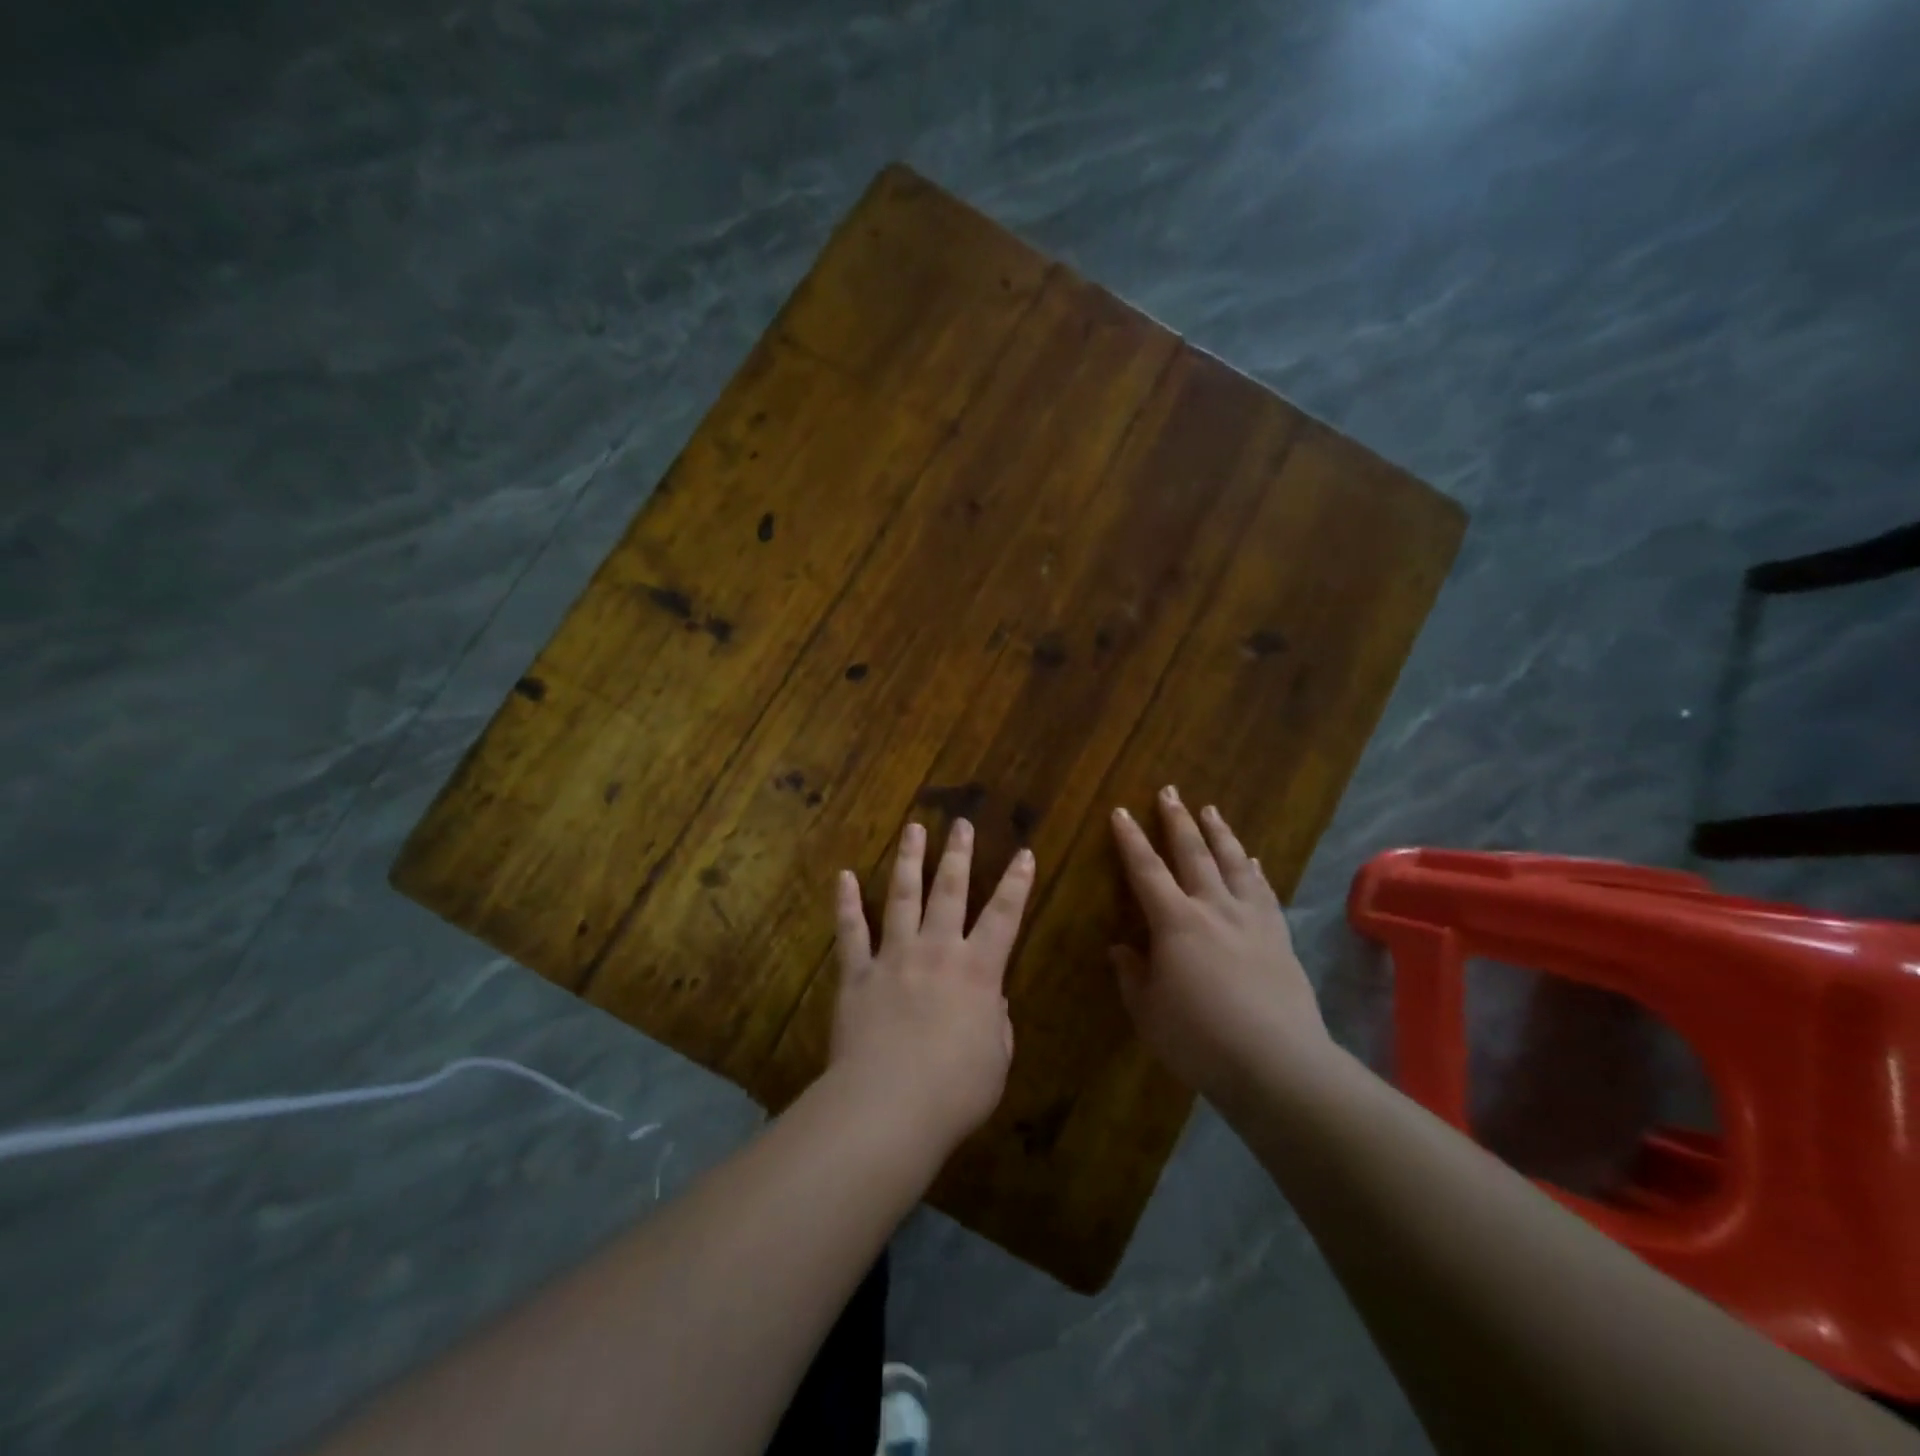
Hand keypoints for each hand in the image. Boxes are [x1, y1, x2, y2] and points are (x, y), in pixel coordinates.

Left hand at [829, 819, 1035, 1154]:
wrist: (888, 1106)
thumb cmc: (955, 1091)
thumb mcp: (996, 1062)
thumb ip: (997, 1025)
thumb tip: (992, 1002)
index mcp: (978, 972)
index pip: (1005, 916)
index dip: (1017, 884)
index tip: (1023, 852)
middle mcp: (937, 951)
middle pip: (950, 891)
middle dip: (958, 854)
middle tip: (960, 823)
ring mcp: (894, 958)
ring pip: (902, 897)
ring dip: (908, 860)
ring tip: (912, 828)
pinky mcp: (857, 974)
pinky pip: (850, 932)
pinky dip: (846, 904)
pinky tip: (843, 876)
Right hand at [1109, 787, 1329, 1103]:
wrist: (1277, 1064)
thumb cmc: (1200, 1040)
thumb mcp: (1149, 1013)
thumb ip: (1132, 976)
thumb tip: (1121, 948)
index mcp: (1175, 922)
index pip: (1146, 870)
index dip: (1131, 840)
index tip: (1121, 812)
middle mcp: (1213, 908)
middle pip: (1193, 853)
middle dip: (1177, 820)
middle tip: (1170, 791)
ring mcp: (1250, 920)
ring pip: (1233, 863)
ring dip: (1219, 834)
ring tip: (1211, 810)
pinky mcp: (1279, 937)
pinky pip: (1264, 892)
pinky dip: (1255, 871)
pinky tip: (1253, 861)